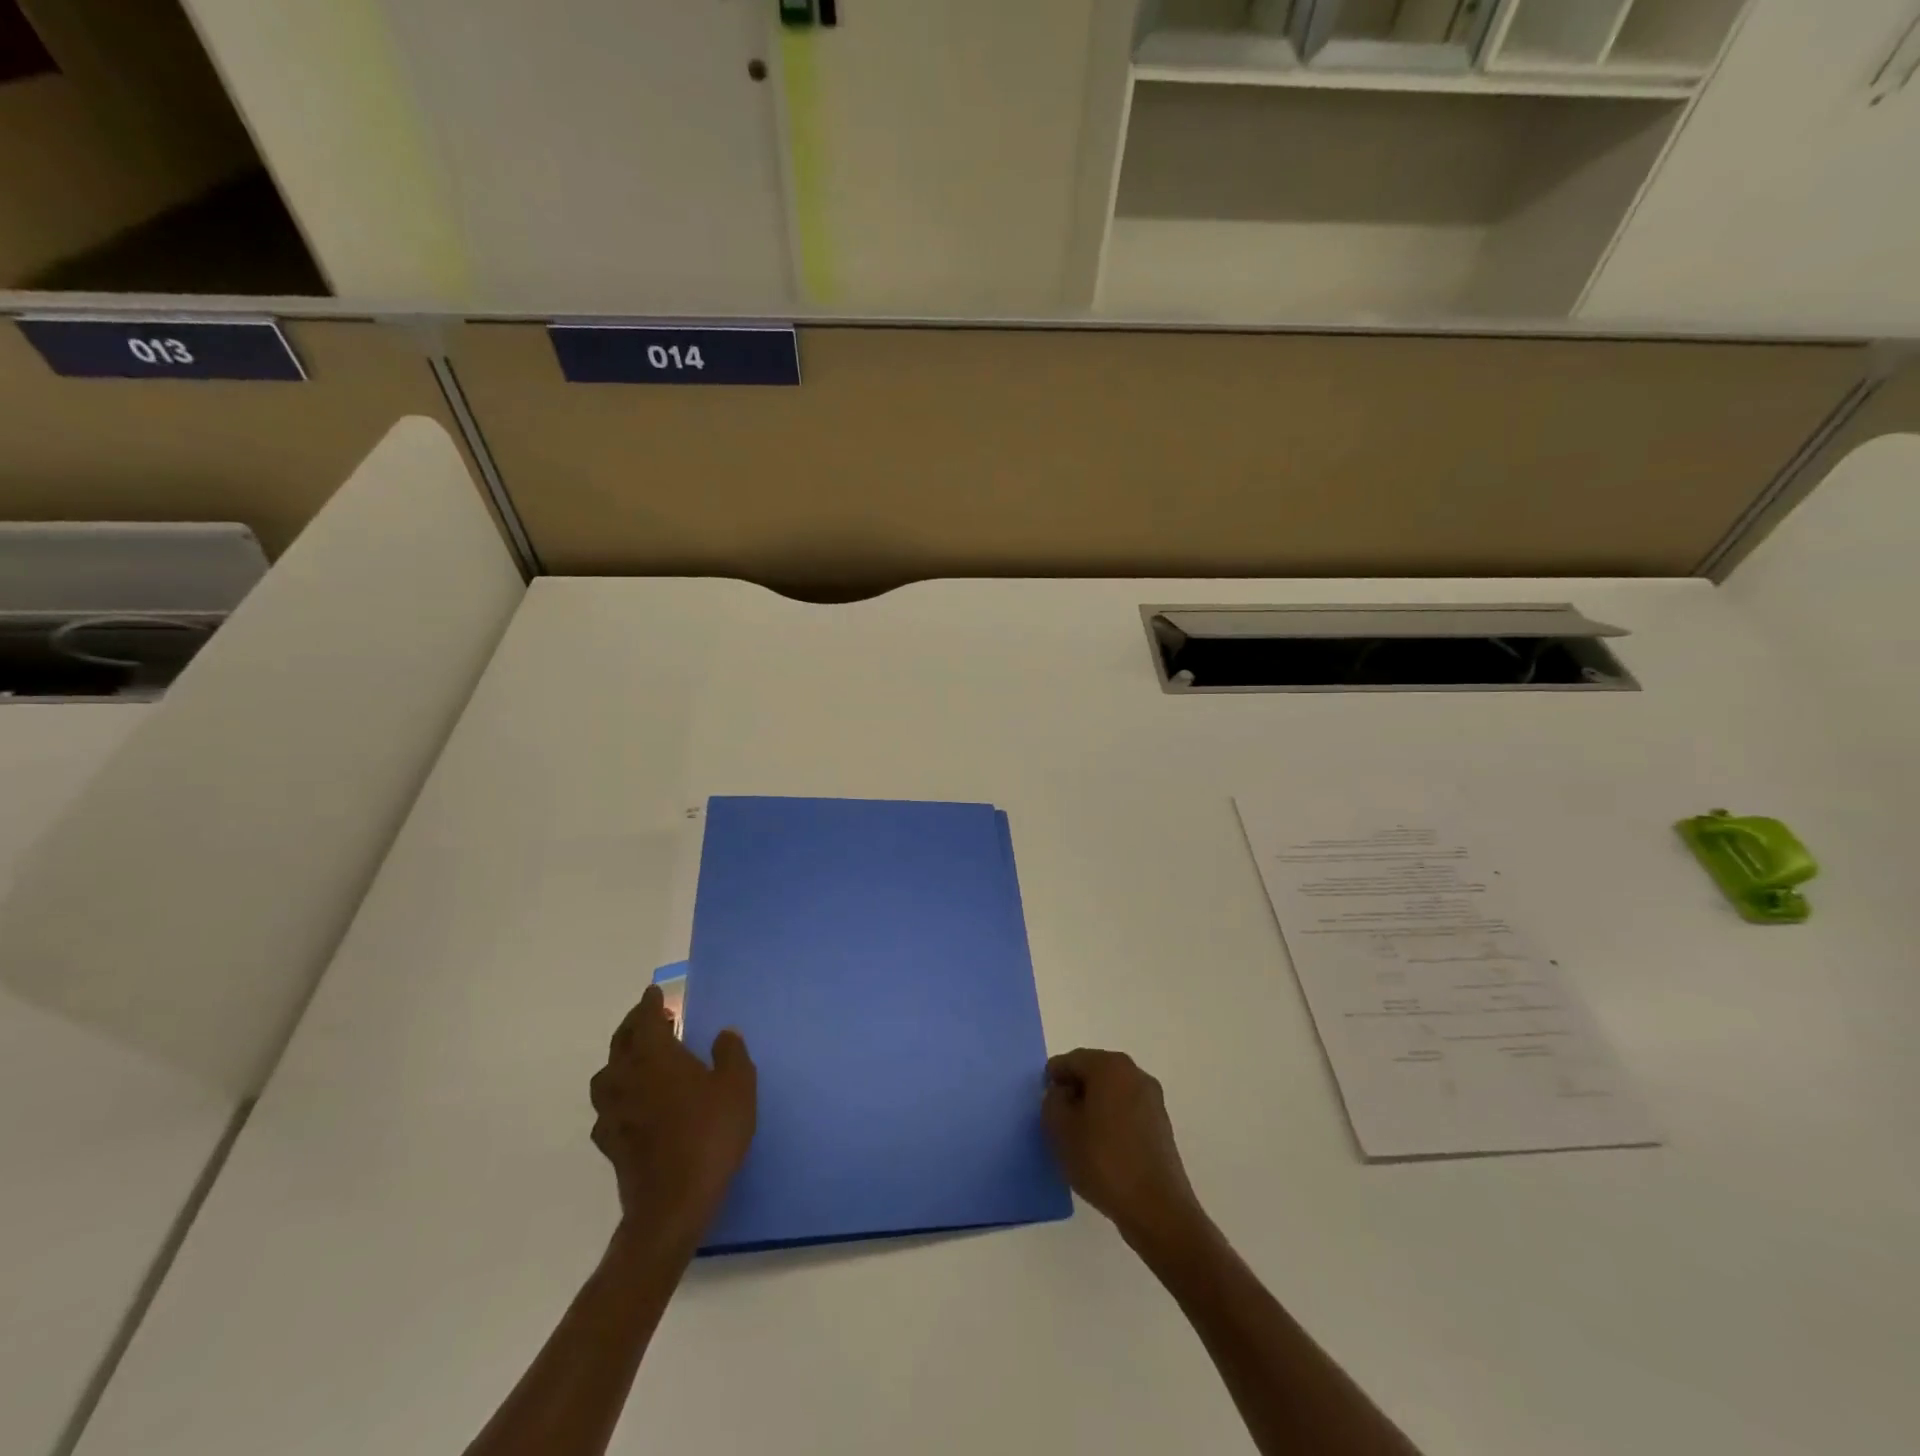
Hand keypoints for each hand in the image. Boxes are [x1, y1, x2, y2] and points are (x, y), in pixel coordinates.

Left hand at [589, 985, 755, 1249]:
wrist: (672, 1204)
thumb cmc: (709, 1134)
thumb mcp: (737, 1086)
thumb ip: (730, 1054)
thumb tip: (723, 1034)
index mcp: (655, 1057)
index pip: (645, 1020)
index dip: (649, 1004)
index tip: (654, 993)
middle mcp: (626, 1078)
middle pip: (620, 1043)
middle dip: (633, 1026)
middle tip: (649, 1017)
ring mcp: (613, 1112)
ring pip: (607, 1075)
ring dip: (620, 1060)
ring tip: (638, 1058)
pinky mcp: (610, 1143)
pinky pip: (608, 1108)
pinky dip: (618, 1097)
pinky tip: (632, 1105)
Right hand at [1044, 1048, 1206, 1254]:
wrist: (1156, 1207)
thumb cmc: (1103, 1160)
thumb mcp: (1060, 1129)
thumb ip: (1052, 1101)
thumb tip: (1063, 1094)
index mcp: (1110, 1066)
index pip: (1072, 1060)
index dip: (1053, 1077)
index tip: (1043, 1101)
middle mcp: (1134, 1073)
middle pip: (1094, 1072)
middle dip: (1074, 1090)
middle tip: (1058, 1118)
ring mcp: (1152, 1098)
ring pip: (1112, 1092)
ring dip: (1094, 1106)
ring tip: (1079, 1136)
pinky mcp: (1161, 1124)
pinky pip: (1127, 1110)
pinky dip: (1111, 1120)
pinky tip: (1102, 1147)